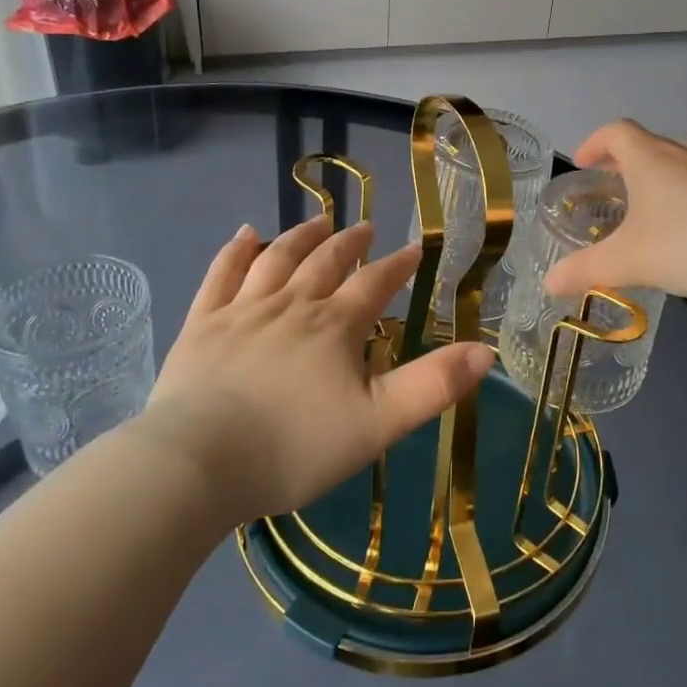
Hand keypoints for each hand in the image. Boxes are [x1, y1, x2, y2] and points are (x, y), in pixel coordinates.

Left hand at [136, 217, 495, 529]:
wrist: (200, 463)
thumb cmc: (295, 448)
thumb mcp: (378, 424)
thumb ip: (433, 386)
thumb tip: (486, 351)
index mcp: (335, 326)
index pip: (375, 284)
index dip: (398, 265)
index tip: (414, 249)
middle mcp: (292, 304)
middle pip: (326, 262)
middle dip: (350, 243)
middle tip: (364, 227)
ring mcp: (243, 310)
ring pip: (277, 258)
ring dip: (300, 237)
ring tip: (317, 222)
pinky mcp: (202, 324)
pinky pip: (221, 274)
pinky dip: (236, 250)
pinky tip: (245, 234)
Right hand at [543, 120, 686, 304]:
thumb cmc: (685, 243)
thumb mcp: (627, 261)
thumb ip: (584, 270)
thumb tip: (548, 284)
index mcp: (648, 158)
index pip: (616, 131)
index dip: (594, 143)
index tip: (582, 163)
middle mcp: (680, 155)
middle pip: (647, 142)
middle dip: (623, 160)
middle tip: (609, 185)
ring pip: (677, 160)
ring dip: (656, 174)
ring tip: (645, 204)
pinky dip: (682, 192)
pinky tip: (682, 227)